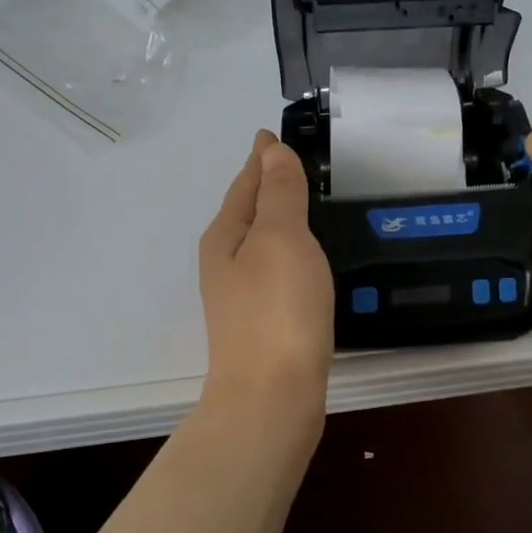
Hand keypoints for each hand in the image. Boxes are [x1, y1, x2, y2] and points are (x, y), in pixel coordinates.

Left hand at [198, 130, 334, 418]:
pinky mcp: (264, 323)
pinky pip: (277, 269)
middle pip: (248, 211)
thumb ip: (279, 193)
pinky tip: (305, 260)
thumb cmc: (277, 310)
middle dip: (267, 185)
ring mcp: (242, 297)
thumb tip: (269, 150)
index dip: (261, 157)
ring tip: (303, 202)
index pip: (246, 183)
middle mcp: (226, 263)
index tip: (271, 134)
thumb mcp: (280, 238)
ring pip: (262, 242)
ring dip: (278, 219)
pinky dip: (290, 252)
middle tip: (293, 162)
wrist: (271, 398)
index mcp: (226, 236)